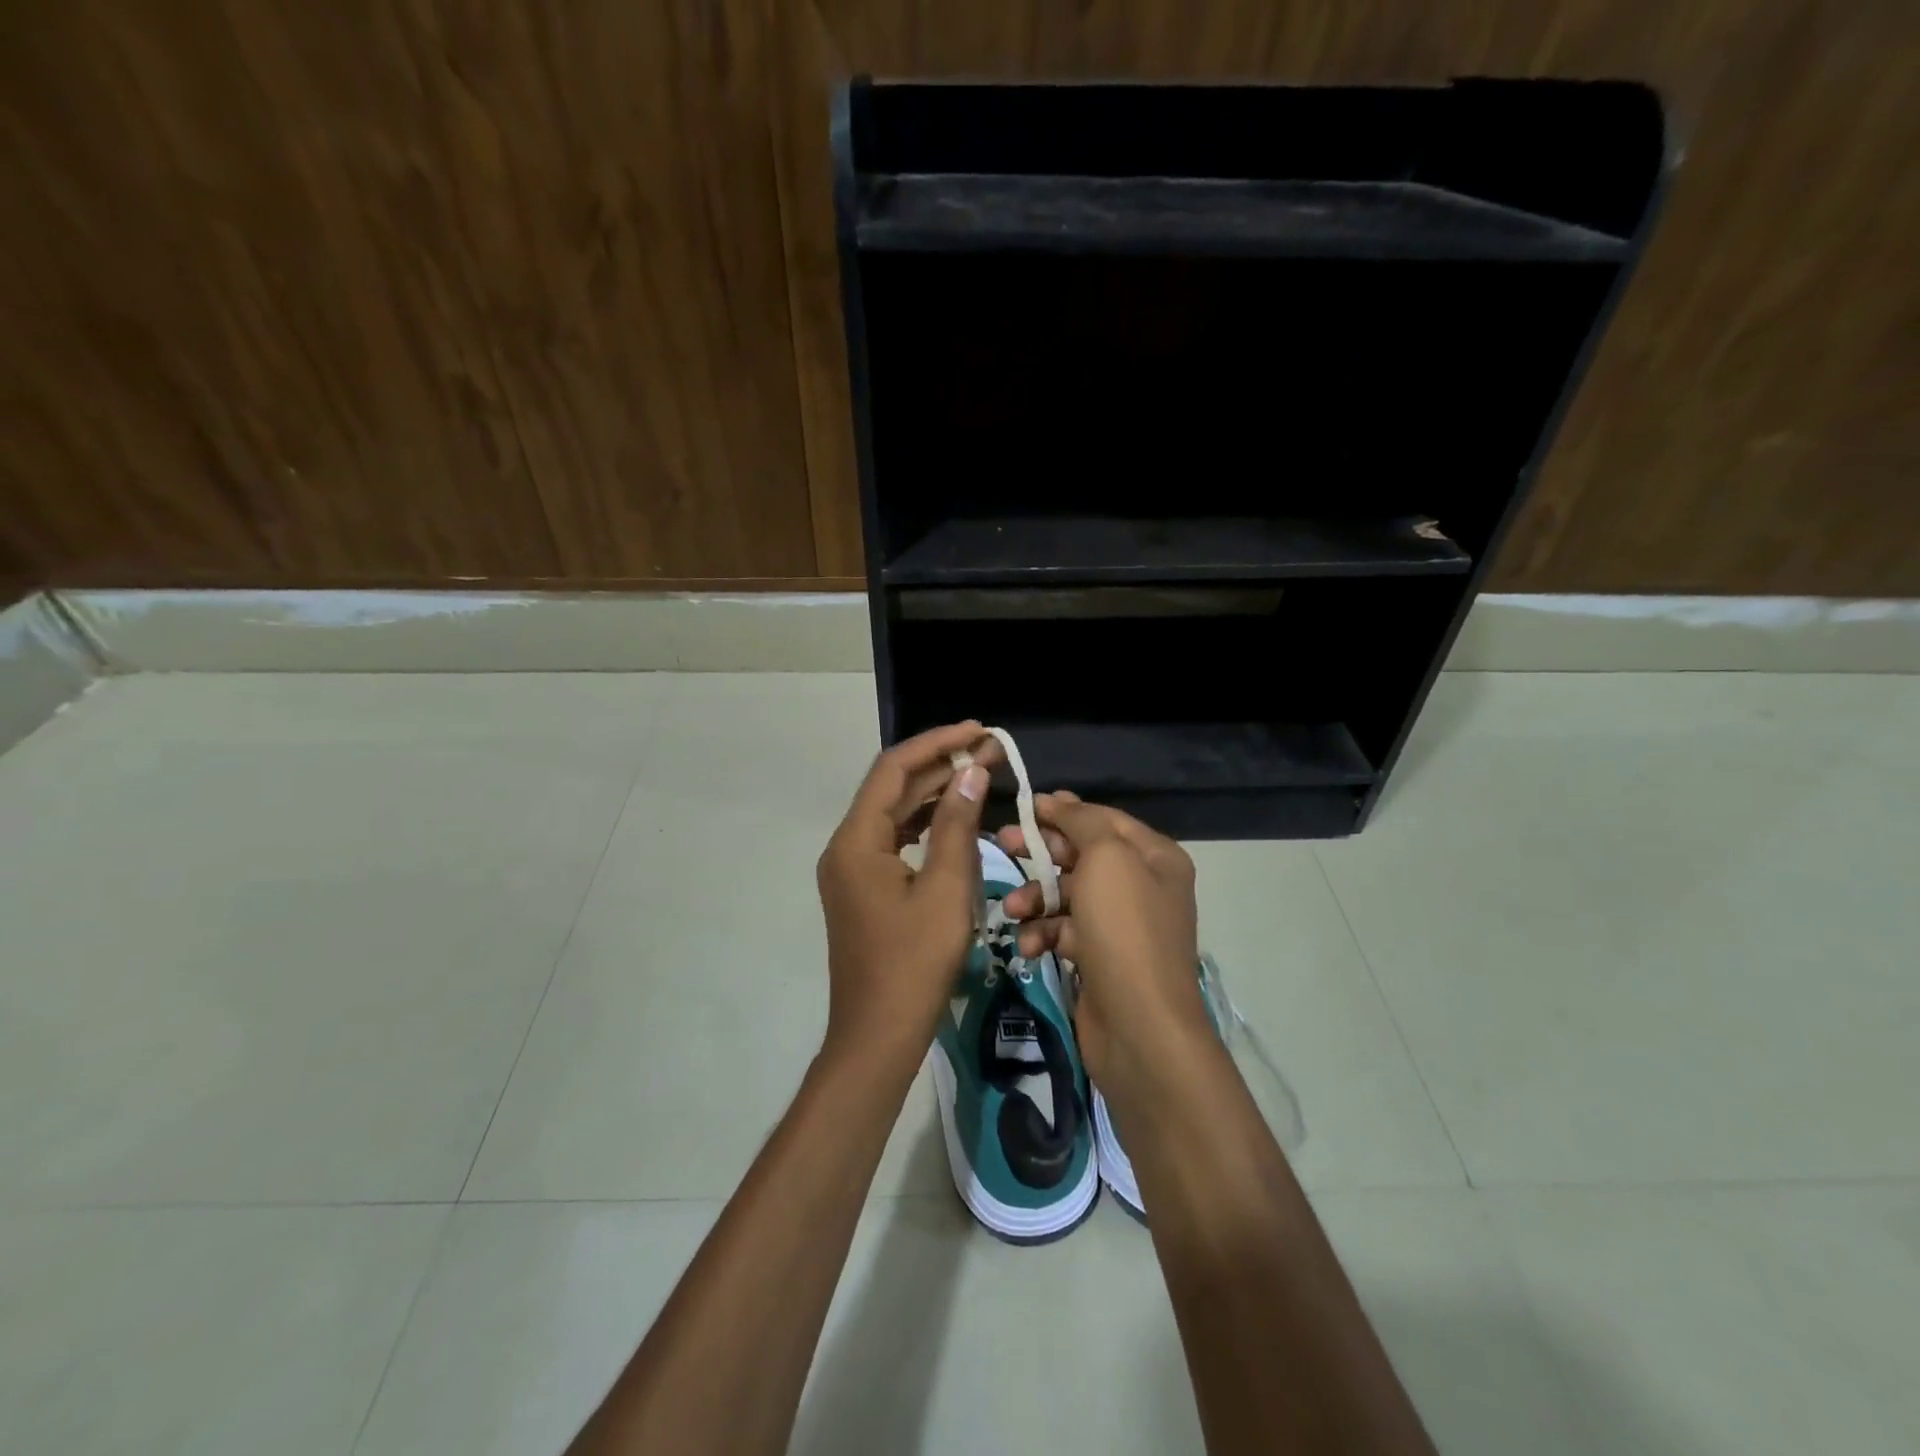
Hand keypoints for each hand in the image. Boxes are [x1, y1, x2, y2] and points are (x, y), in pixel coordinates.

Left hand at [816, 722, 995, 1076]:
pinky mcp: (863, 888)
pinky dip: (925, 825)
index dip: (936, 744)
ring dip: (934, 793)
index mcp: (856, 841)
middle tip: (989, 751)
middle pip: (892, 789)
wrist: (878, 1036)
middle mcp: (846, 846)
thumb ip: (957, 826)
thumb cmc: (914, 965)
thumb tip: (970, 772)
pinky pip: (894, 841)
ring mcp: (851, 869)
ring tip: (980, 775)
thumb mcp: (946, 891)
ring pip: (894, 814)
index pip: (893, 770)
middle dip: (939, 766)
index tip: (978, 731)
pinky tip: (957, 818)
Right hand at [996, 792, 1211, 1093]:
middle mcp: (1141, 886)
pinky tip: (1027, 946)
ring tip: (1012, 910)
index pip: (1104, 819)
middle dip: (1041, 851)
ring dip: (1035, 898)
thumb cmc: (1124, 929)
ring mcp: (1120, 925)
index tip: (1024, 807)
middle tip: (1001, 842)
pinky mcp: (1098, 957)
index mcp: (1154, 857)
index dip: (1064, 810)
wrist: (1139, 1027)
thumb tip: (1058, 801)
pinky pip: (1064, 931)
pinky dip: (1043, 934)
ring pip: (1067, 895)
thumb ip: (1082, 822)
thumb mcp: (1107, 859)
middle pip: (1082, 854)